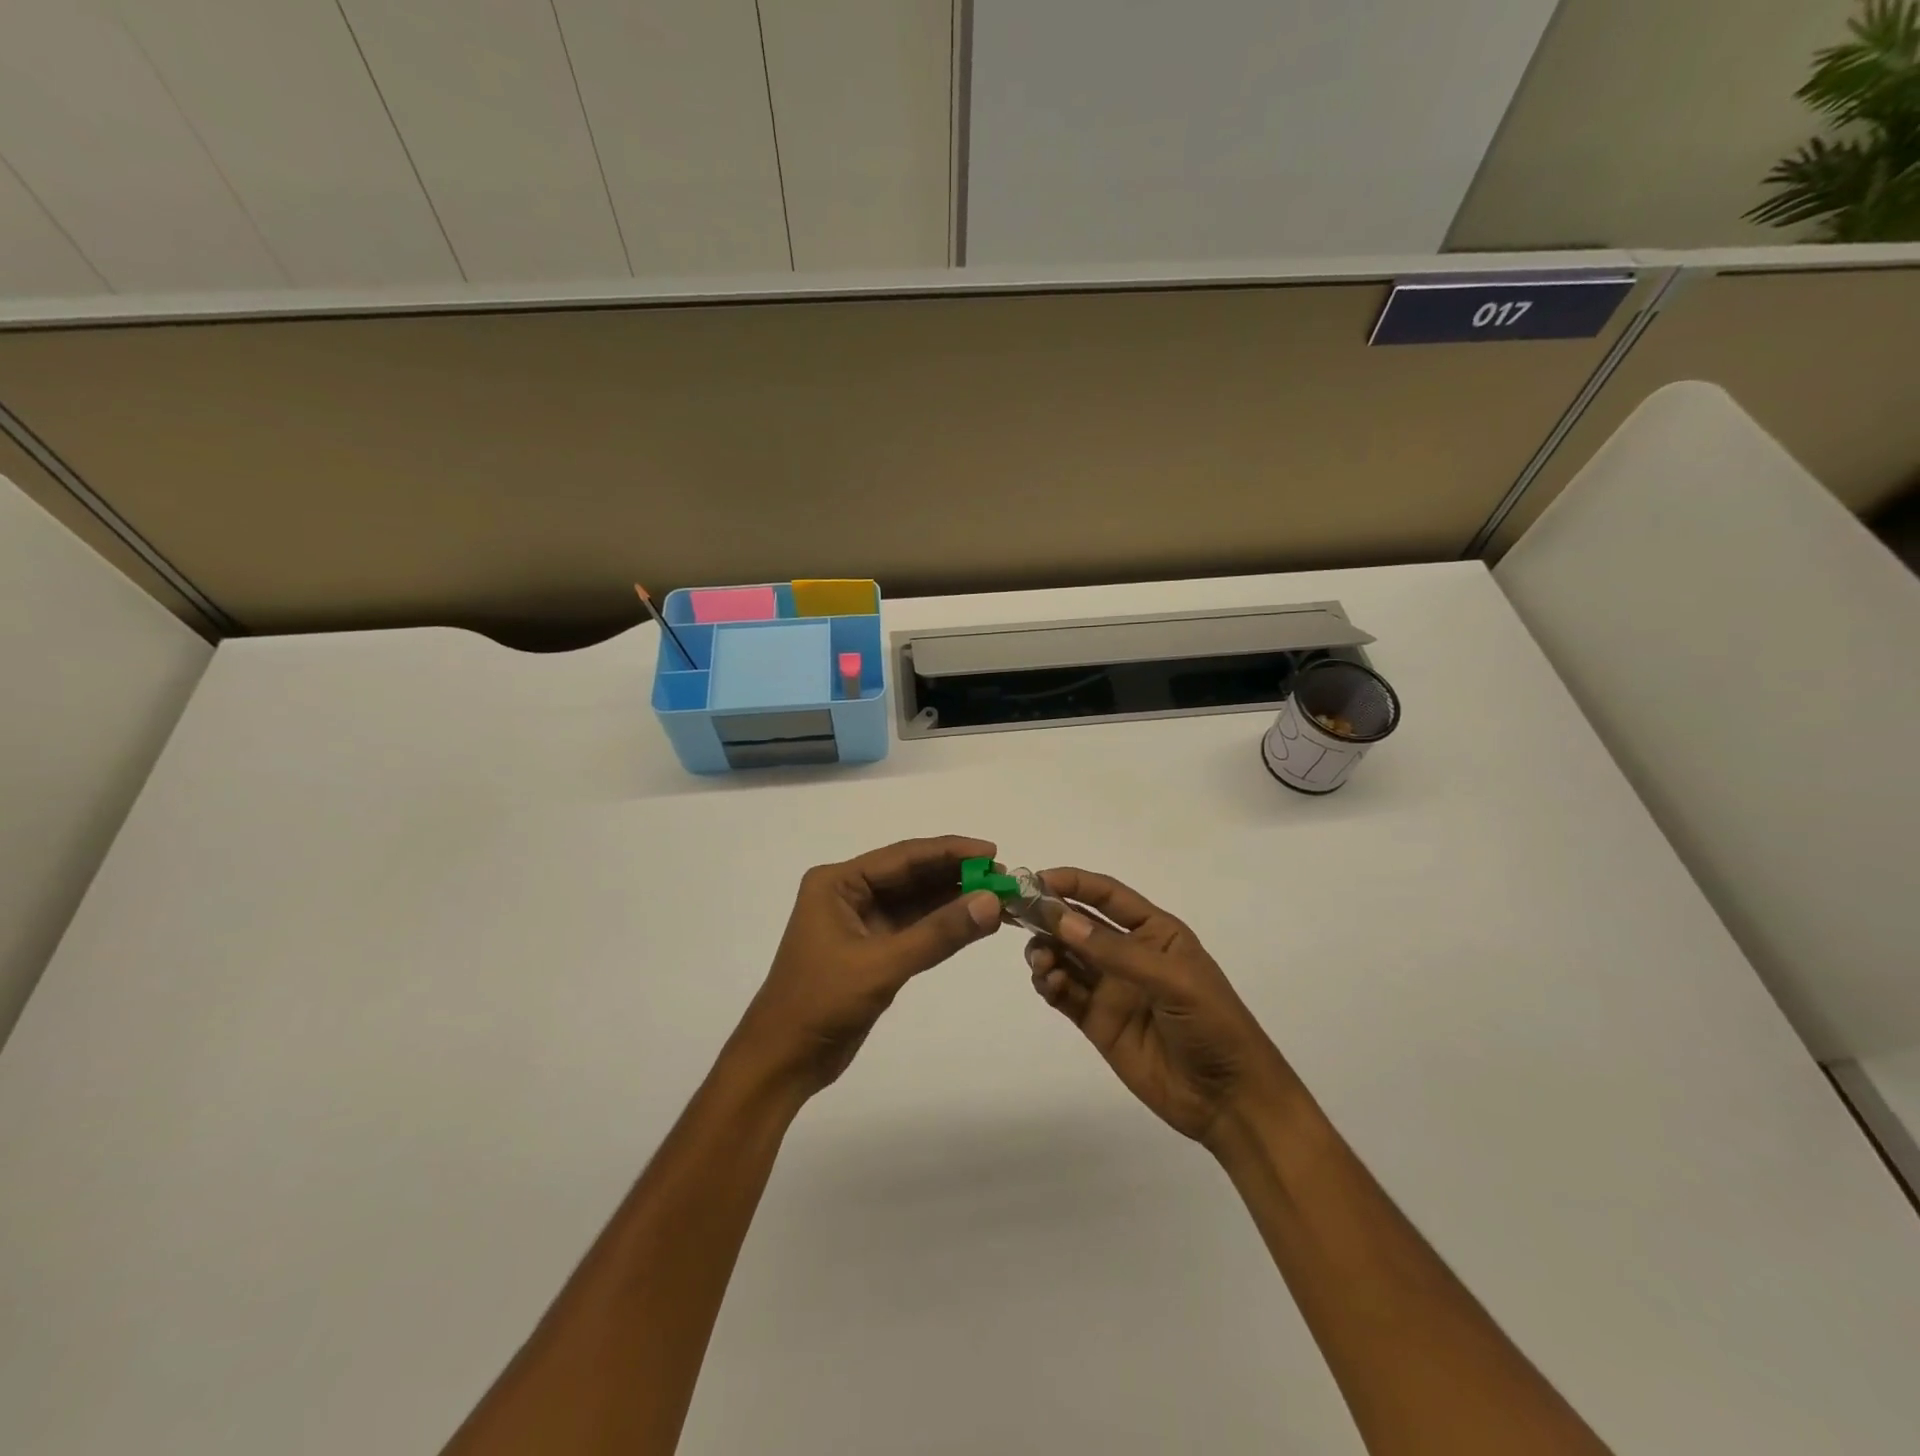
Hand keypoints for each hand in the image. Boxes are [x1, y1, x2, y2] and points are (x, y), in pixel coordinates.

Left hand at [736, 836, 1003, 1095]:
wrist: (782, 1061)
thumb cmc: (821, 1002)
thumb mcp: (882, 965)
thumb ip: (938, 933)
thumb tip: (992, 902)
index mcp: (838, 882)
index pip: (903, 857)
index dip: (950, 851)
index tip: (993, 853)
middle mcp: (849, 893)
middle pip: (911, 875)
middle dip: (956, 875)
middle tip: (1005, 878)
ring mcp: (861, 921)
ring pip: (916, 901)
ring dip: (954, 899)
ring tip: (999, 897)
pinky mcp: (872, 949)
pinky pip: (914, 927)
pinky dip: (943, 925)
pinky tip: (975, 922)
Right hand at [1025, 868, 1294, 1148]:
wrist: (1229, 1099)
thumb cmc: (1212, 1024)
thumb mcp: (1172, 980)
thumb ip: (1115, 951)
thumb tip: (1060, 919)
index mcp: (1154, 932)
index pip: (1107, 895)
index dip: (1074, 883)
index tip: (1037, 880)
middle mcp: (1128, 953)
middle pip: (1078, 924)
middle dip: (1049, 917)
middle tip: (1019, 918)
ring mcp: (1110, 988)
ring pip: (1065, 957)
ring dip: (1045, 951)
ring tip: (1042, 963)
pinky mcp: (1096, 1021)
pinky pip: (1064, 993)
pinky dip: (1049, 984)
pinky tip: (1049, 984)